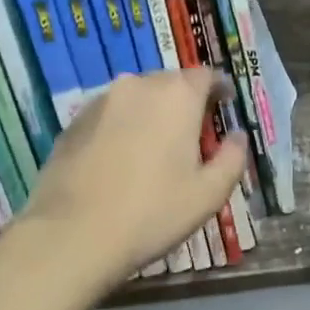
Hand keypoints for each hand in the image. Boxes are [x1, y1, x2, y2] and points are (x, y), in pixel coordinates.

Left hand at [19, 70, 247, 284]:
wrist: (72, 234)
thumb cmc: (152, 212)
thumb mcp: (209, 194)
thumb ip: (232, 158)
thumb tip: (237, 136)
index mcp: (177, 96)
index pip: (206, 75)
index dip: (219, 89)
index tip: (225, 106)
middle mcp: (137, 85)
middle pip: (170, 83)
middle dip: (185, 102)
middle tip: (192, 135)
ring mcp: (100, 101)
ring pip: (137, 98)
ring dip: (151, 114)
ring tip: (155, 148)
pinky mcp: (73, 122)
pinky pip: (109, 115)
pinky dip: (122, 127)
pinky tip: (120, 161)